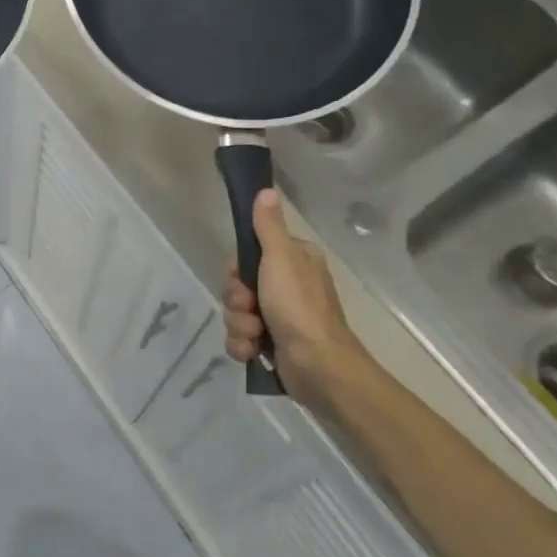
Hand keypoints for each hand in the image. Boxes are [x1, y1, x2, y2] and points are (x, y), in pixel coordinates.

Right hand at [224, 189, 368, 409]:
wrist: (318, 365)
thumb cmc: (299, 306)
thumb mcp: (281, 258)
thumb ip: (268, 226)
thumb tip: (266, 190)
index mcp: (294, 261)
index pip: (250, 254)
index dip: (238, 268)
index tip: (241, 276)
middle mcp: (287, 286)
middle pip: (239, 285)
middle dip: (237, 301)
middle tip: (250, 308)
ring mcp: (280, 317)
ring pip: (238, 313)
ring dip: (240, 325)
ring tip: (256, 336)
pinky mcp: (273, 344)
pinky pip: (241, 338)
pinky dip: (244, 346)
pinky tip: (253, 352)